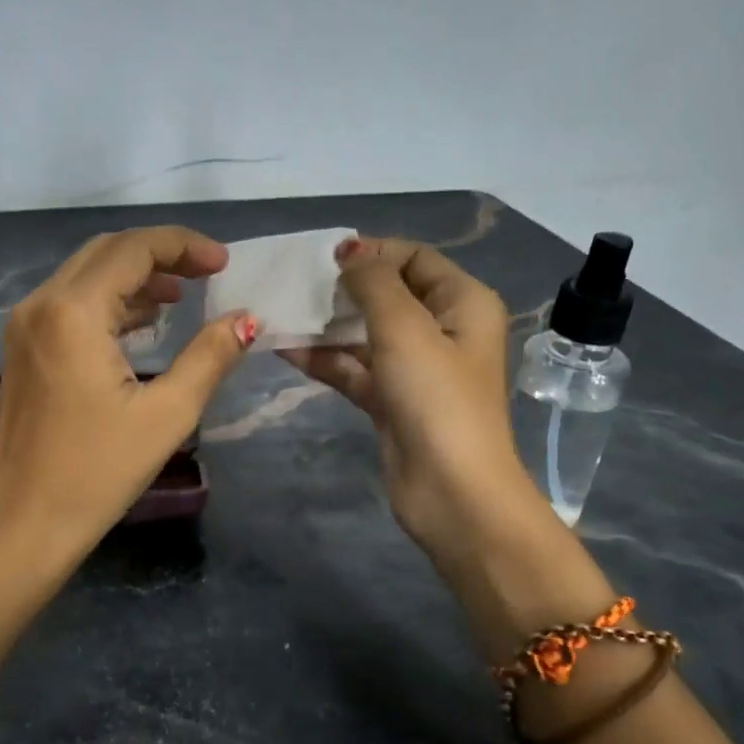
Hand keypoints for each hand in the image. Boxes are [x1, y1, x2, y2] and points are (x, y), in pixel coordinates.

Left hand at [0, 226, 258, 568]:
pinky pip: (70, 303)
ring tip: (182, 297)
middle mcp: (40, 304)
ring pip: (85, 275)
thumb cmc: (98, 472)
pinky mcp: (22, 349)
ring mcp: (24, 326)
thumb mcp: (167, 414)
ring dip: (134, 277)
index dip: (183, 246)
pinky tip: (143, 323)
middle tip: (207, 273)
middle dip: (160, 254)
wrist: (24, 523)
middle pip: (106, 252)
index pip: (133, 249)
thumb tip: (247, 319)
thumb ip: (210, 357)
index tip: (224, 263)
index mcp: (73, 312)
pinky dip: (109, 301)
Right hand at [282, 237, 545, 608]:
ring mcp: (415, 369)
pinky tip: (283, 348)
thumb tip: (350, 251)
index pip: (415, 258)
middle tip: (295, 284)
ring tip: (280, 312)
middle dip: (343, 289)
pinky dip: (324, 359)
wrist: (451, 492)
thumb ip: (374, 283)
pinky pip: (354, 368)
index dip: (372, 252)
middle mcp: (443, 330)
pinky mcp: (392, 401)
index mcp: (463, 303)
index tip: (324, 258)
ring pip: (365, 334)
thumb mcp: (405, 328)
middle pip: (388, 295)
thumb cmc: (436, 398)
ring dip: (326, 325)